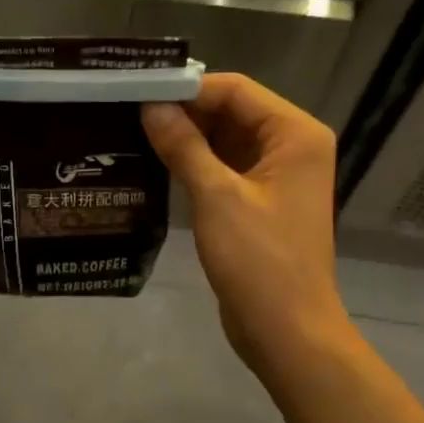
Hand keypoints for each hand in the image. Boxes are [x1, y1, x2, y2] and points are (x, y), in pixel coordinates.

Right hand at [143, 74, 349, 379]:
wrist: (287, 333)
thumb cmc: (259, 261)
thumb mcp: (216, 197)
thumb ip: (182, 145)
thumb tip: (149, 105)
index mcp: (295, 134)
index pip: (235, 90)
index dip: (187, 89)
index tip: (138, 92)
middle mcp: (291, 146)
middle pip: (231, 111)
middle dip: (183, 112)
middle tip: (128, 111)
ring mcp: (277, 175)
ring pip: (224, 139)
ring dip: (185, 137)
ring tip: (132, 132)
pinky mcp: (260, 200)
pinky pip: (224, 166)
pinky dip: (194, 162)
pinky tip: (154, 162)